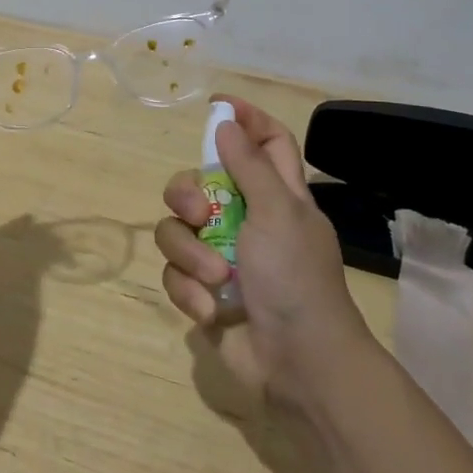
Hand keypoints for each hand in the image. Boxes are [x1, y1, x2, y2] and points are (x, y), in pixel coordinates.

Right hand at [157, 95, 371, 413]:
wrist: (298, 364)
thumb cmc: (296, 279)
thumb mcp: (279, 213)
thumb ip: (249, 166)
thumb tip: (226, 122)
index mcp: (278, 196)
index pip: (268, 143)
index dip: (246, 120)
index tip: (215, 107)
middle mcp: (247, 220)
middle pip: (199, 182)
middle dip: (186, 194)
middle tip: (198, 213)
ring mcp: (221, 256)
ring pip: (177, 229)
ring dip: (191, 254)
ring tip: (215, 278)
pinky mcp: (202, 291)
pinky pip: (175, 273)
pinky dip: (189, 290)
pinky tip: (211, 310)